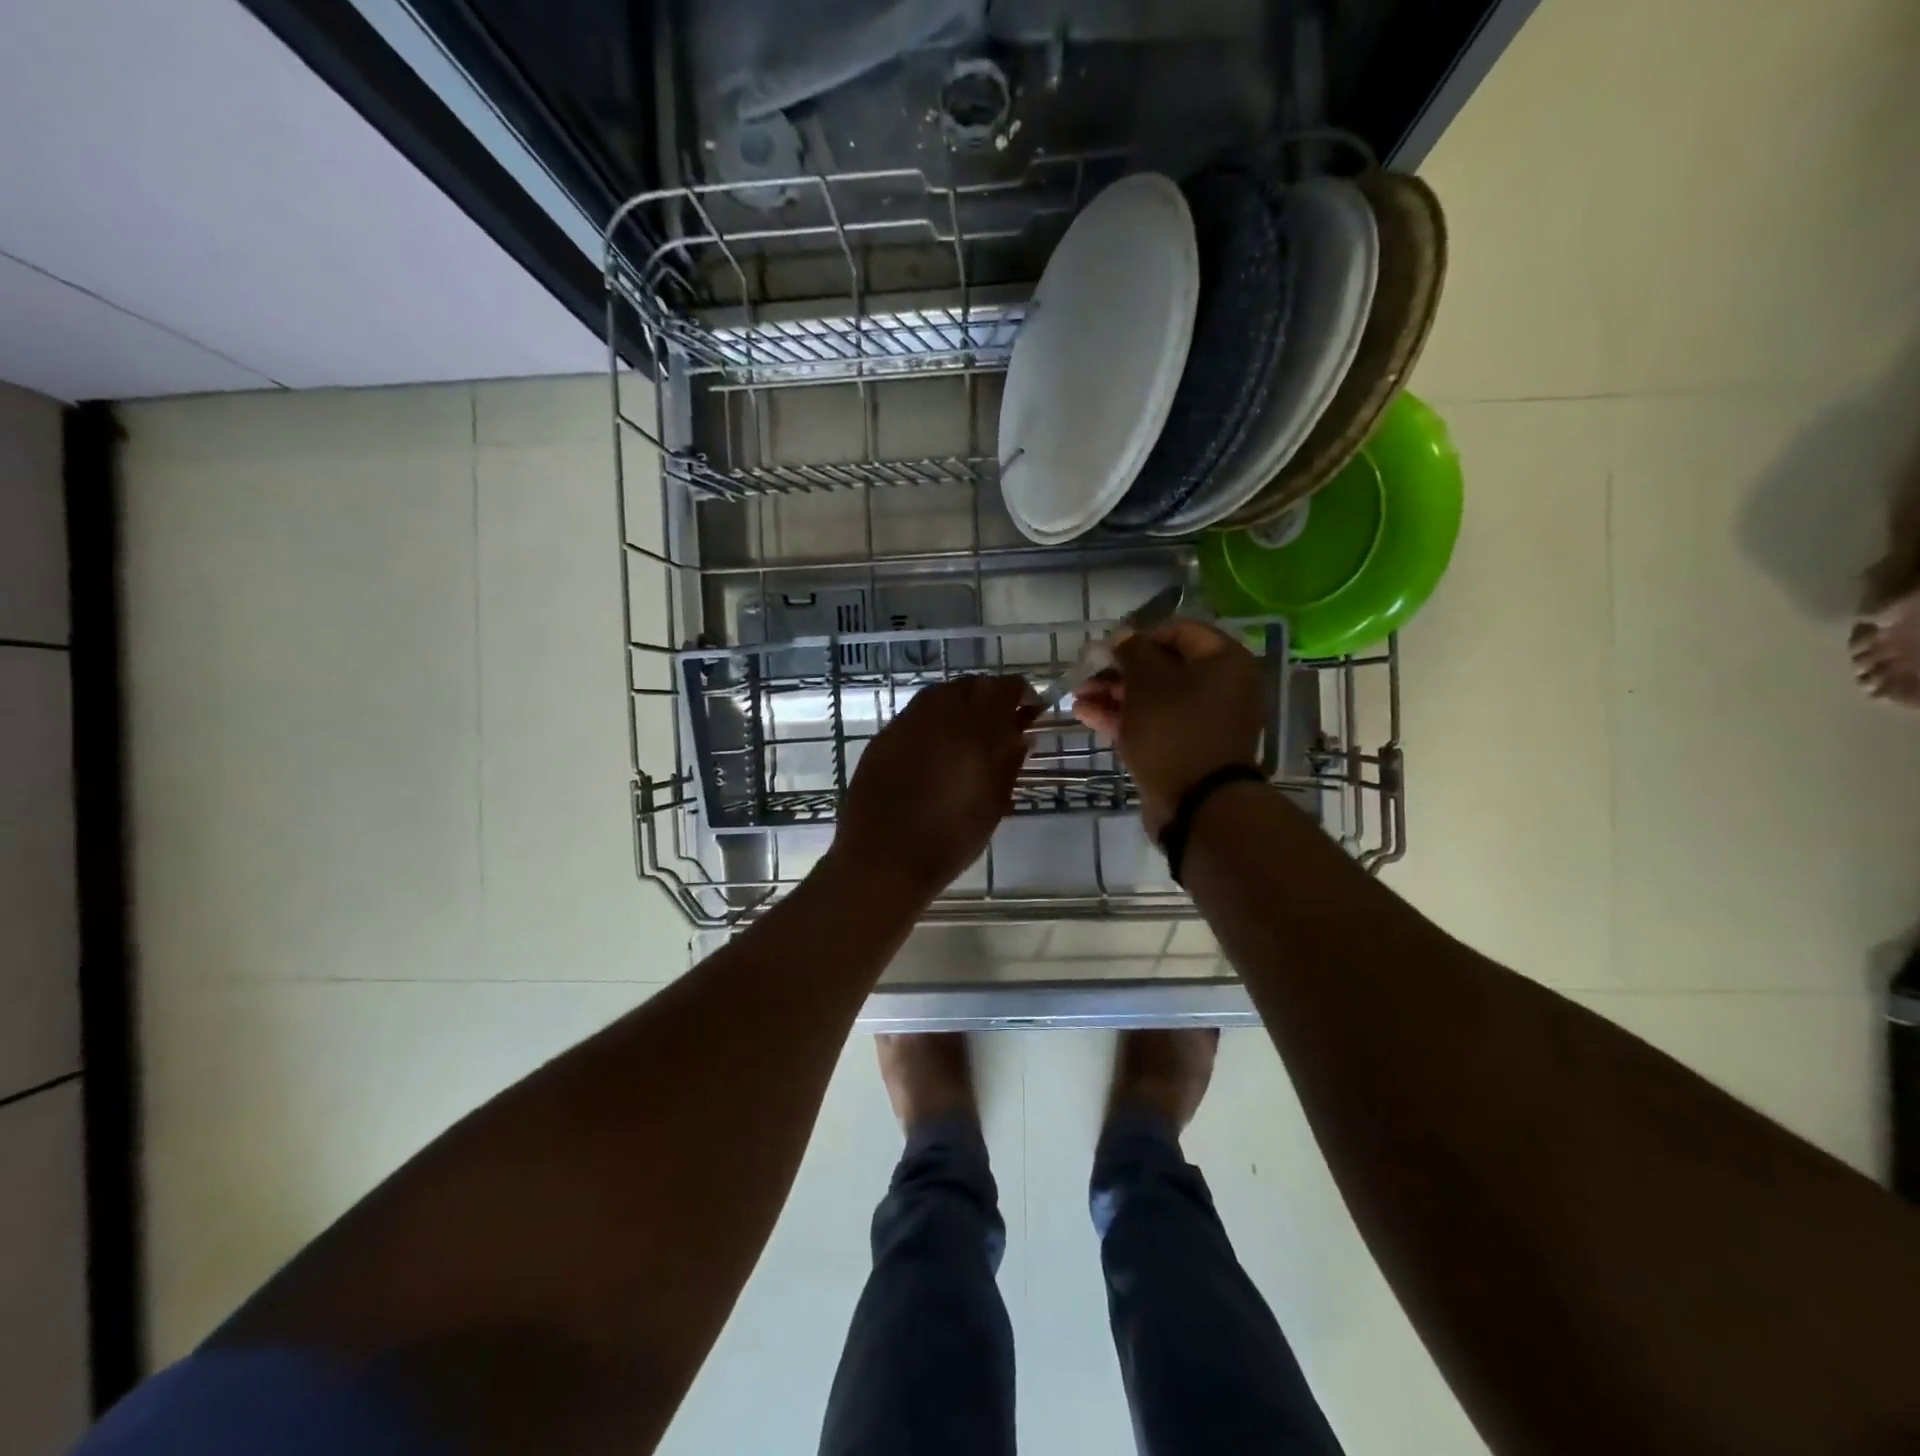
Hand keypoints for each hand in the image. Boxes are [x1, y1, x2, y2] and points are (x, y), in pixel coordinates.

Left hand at [831, 675, 1036, 898]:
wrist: (883, 860)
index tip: (1031, 709)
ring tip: (969, 732)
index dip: (1021, 693)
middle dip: (989, 695)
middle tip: (1001, 721)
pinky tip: (937, 747)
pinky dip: (933, 720)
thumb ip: (1009, 763)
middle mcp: (937, 716)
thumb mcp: (993, 805)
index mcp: (972, 731)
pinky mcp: (882, 738)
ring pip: (939, 694)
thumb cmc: (949, 840)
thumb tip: (1022, 736)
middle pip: (969, 685)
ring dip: (960, 703)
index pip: (1003, 690)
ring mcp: (905, 724)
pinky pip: (915, 715)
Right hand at [1071, 619, 1262, 836]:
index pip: (1177, 630)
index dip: (1138, 635)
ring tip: (1077, 697)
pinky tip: (1085, 714)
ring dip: (1114, 694)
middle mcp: (1220, 686)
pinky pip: (1153, 723)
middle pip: (1163, 666)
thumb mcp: (1147, 682)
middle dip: (1119, 669)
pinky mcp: (1185, 747)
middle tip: (1085, 674)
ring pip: (1153, 697)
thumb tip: (1122, 636)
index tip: (1106, 648)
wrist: (1197, 804)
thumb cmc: (1175, 730)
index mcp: (1223, 660)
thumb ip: (1131, 651)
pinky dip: (1123, 717)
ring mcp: (1202, 720)